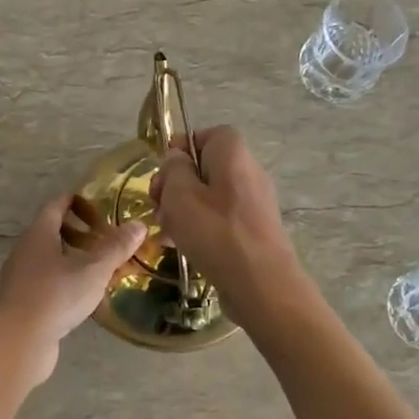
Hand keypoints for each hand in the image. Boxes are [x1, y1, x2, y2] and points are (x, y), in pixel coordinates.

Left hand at [0, 192, 145, 382]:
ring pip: (50, 260)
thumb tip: (139, 225)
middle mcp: (26, 251)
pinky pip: (48, 283)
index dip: (76, 201)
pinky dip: (67, 282)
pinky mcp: (23, 303)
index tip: (99, 205)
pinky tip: (86, 296)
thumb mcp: (93, 269)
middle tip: (107, 239)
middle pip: (52, 232)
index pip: (56, 205)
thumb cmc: (56, 295)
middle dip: (79, 233)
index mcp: (39, 234)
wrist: (18, 341)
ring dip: (74, 259)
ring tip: (102, 268)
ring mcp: (21, 278)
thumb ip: (116, 247)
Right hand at [150, 126, 298, 316]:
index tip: (162, 172)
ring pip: (209, 197)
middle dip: (176, 185)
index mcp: (233, 154)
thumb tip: (177, 159)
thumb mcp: (180, 195)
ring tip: (164, 231)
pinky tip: (180, 247)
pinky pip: (220, 220)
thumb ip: (173, 170)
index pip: (207, 135)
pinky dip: (199, 228)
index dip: (181, 149)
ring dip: (183, 210)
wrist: (261, 284)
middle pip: (205, 168)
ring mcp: (253, 204)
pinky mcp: (253, 231)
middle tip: (157, 206)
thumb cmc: (216, 233)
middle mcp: (248, 172)